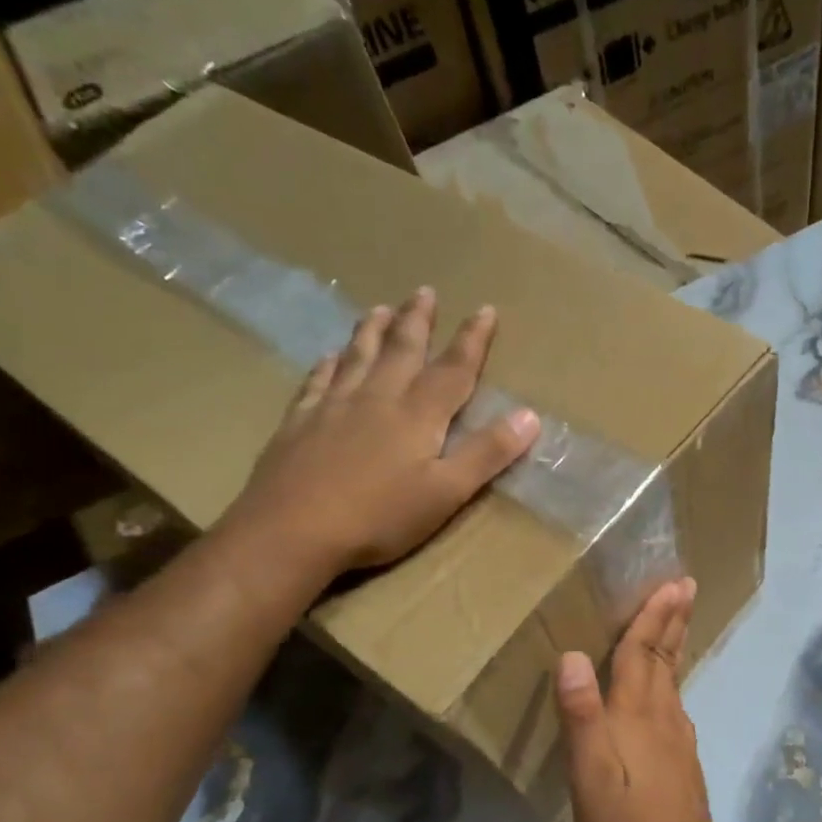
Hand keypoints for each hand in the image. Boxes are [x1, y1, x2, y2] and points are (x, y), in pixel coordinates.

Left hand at [227, 288, 539, 578]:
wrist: (291, 531)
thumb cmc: (379, 517)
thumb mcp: (446, 492)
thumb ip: (487, 453)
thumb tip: (530, 415)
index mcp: (417, 415)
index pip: (453, 369)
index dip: (472, 339)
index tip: (486, 310)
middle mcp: (377, 398)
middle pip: (402, 350)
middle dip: (418, 320)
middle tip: (424, 291)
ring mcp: (333, 406)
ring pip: (358, 356)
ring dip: (372, 330)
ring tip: (379, 307)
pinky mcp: (299, 422)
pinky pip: (318, 380)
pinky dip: (328, 363)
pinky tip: (329, 356)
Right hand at [556, 579, 718, 821]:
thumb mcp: (590, 775)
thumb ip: (582, 716)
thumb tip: (572, 656)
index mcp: (637, 714)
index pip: (642, 653)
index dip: (652, 616)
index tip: (671, 583)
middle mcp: (663, 716)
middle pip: (666, 658)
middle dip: (673, 619)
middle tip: (685, 586)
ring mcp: (677, 738)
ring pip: (673, 678)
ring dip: (673, 643)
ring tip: (673, 622)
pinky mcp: (681, 759)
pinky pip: (674, 701)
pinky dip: (670, 677)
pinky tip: (666, 688)